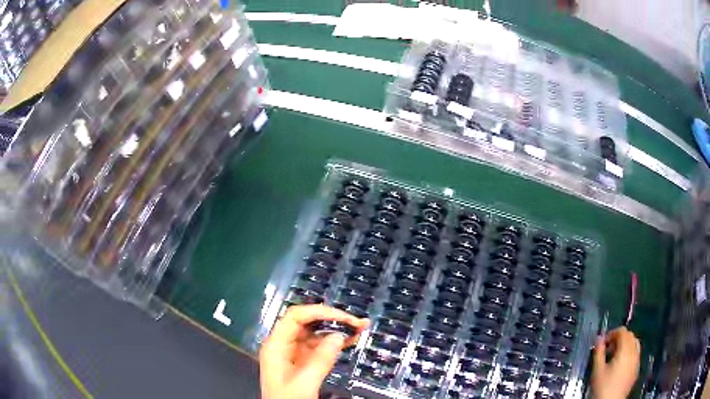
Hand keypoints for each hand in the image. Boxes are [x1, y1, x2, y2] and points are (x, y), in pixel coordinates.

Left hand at [259, 305, 369, 398]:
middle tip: (358, 321)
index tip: (344, 318)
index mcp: (276, 345)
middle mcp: (284, 345)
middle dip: (332, 319)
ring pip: (316, 334)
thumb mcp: (304, 383)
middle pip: (307, 323)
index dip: (319, 312)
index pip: (295, 317)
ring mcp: (294, 353)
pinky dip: (335, 343)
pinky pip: (320, 347)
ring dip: (337, 330)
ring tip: (361, 328)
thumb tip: (339, 335)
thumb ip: (320, 360)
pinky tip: (351, 340)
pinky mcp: (303, 362)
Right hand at [592, 326, 640, 398]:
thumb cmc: (602, 387)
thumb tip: (598, 338)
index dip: (612, 333)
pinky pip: (635, 354)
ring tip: (614, 357)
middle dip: (619, 339)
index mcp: (625, 349)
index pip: (622, 331)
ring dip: (625, 345)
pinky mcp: (637, 369)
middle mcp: (634, 351)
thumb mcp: (597, 370)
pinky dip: (629, 354)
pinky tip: (620, 366)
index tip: (603, 343)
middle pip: (630, 336)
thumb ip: (599, 352)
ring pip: (635, 344)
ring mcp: (637, 360)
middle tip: (608, 349)